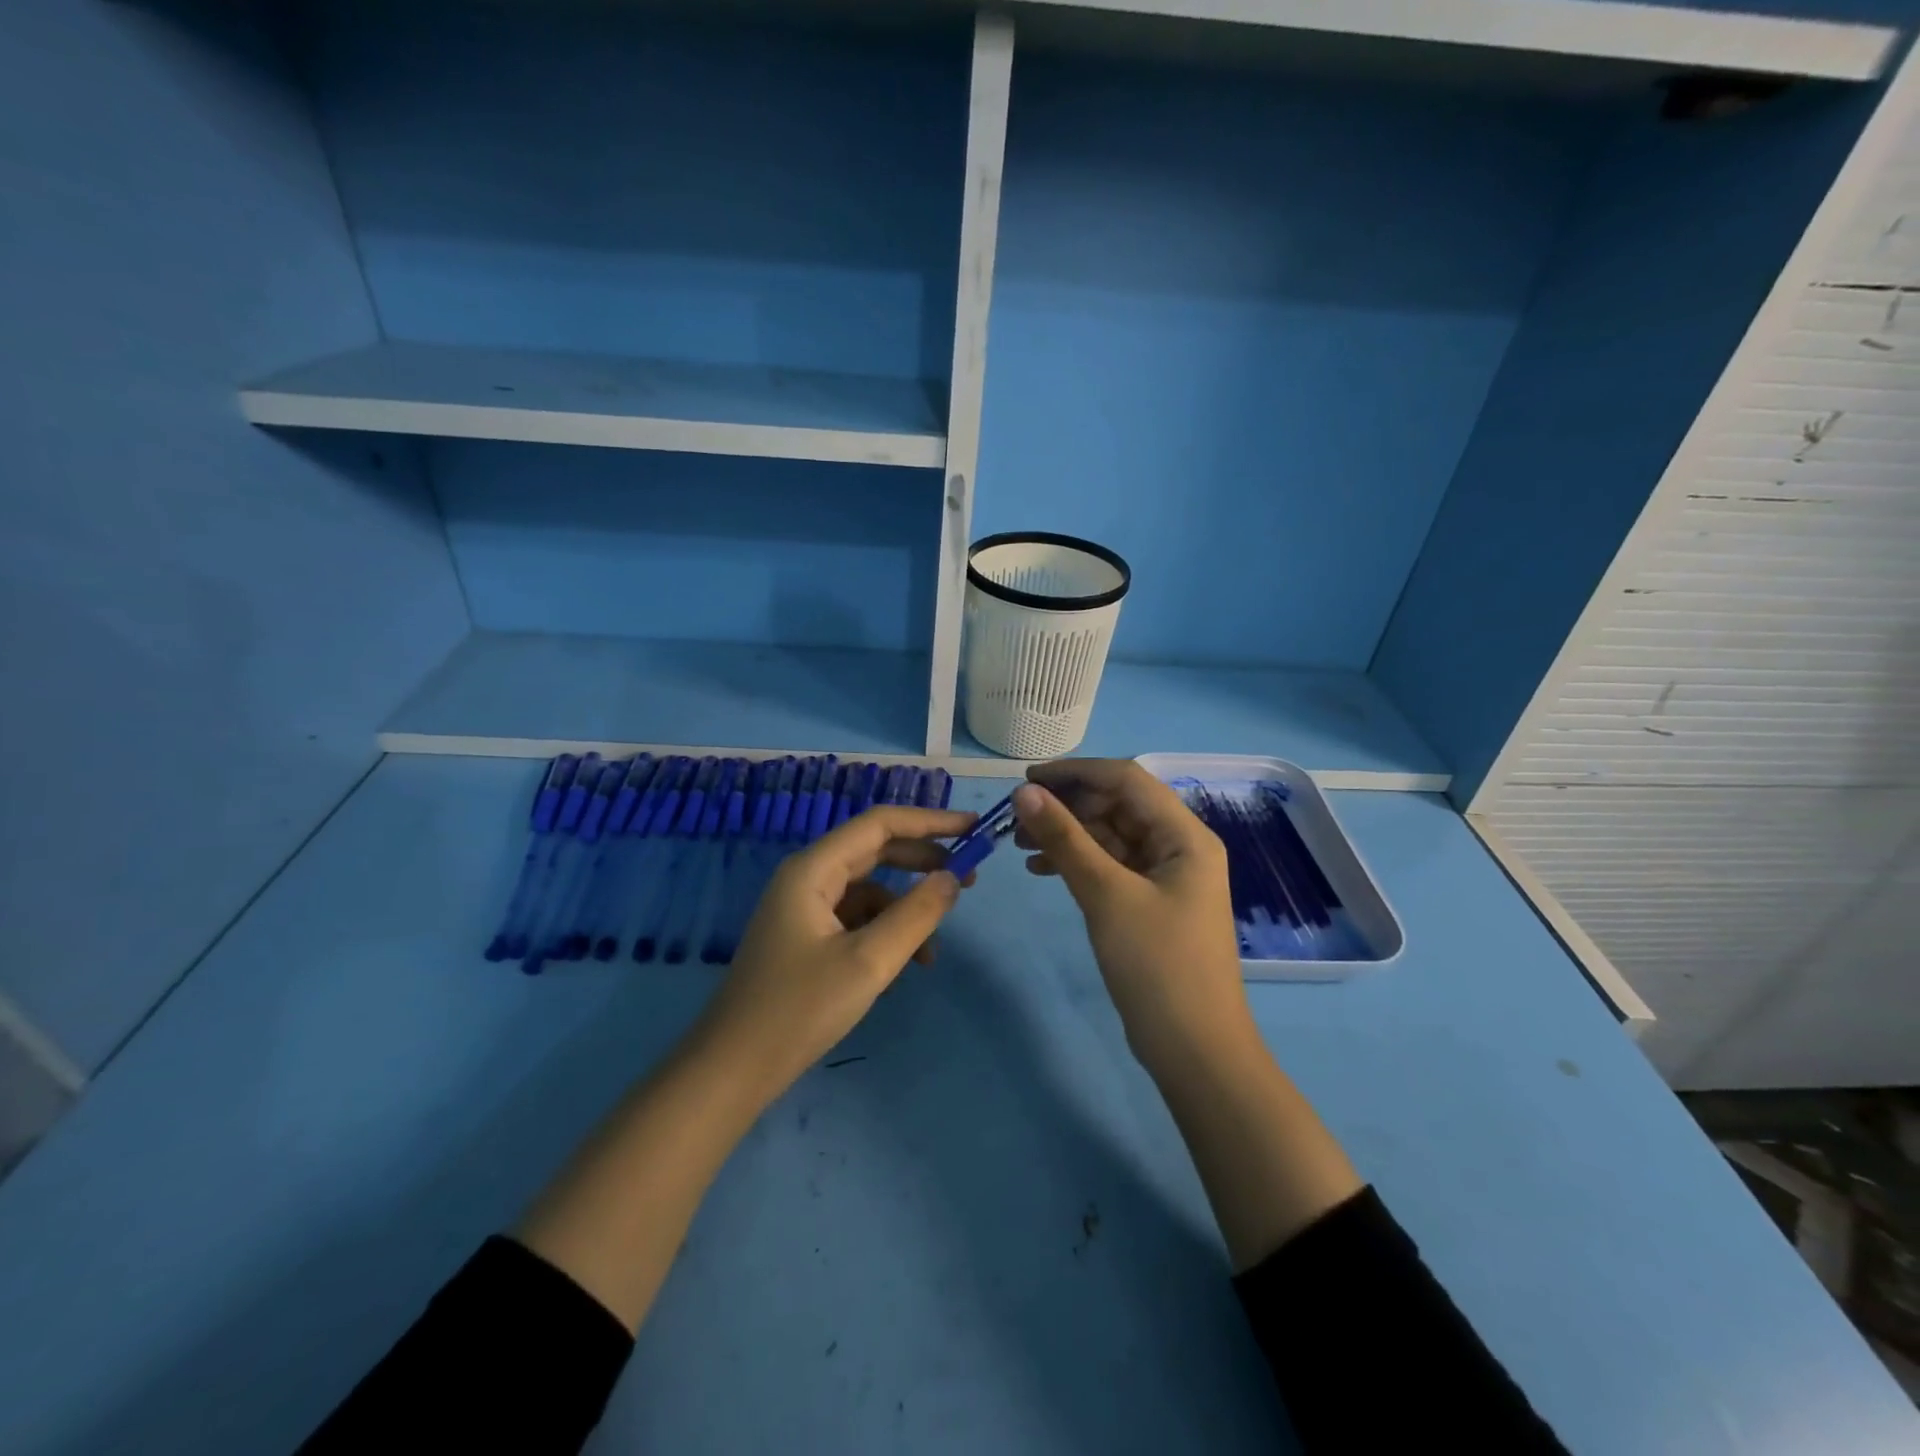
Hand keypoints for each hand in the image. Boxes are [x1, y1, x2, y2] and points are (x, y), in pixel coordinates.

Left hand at [694, 804, 975, 1101]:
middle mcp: (808, 878)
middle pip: (876, 851)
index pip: (880, 824)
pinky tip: (900, 970)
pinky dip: (884, 935)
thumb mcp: (868, 962)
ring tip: (933, 950)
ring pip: (869, 891)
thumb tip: (952, 878)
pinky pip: (856, 920)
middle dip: (924, 862)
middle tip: (970, 878)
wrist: (732, 1071)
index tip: (974, 828)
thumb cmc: (799, 1010)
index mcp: (814, 869)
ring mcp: (804, 908)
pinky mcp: (806, 938)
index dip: (930, 821)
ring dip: (905, 911)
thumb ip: (916, 915)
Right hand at [1012, 760, 1253, 1074]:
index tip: (1026, 780)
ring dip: (1068, 834)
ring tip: (1019, 845)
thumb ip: (1065, 839)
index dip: (1076, 772)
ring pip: (1110, 836)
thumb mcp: (1106, 895)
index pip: (1126, 778)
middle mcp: (1179, 846)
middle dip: (1067, 806)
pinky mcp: (1151, 903)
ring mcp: (1166, 876)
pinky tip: (1041, 870)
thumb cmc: (1157, 966)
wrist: (1195, 1051)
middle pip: (1118, 805)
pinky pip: (1111, 866)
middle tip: (1016, 819)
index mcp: (1185, 835)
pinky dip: (1078, 862)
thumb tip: (1025, 792)